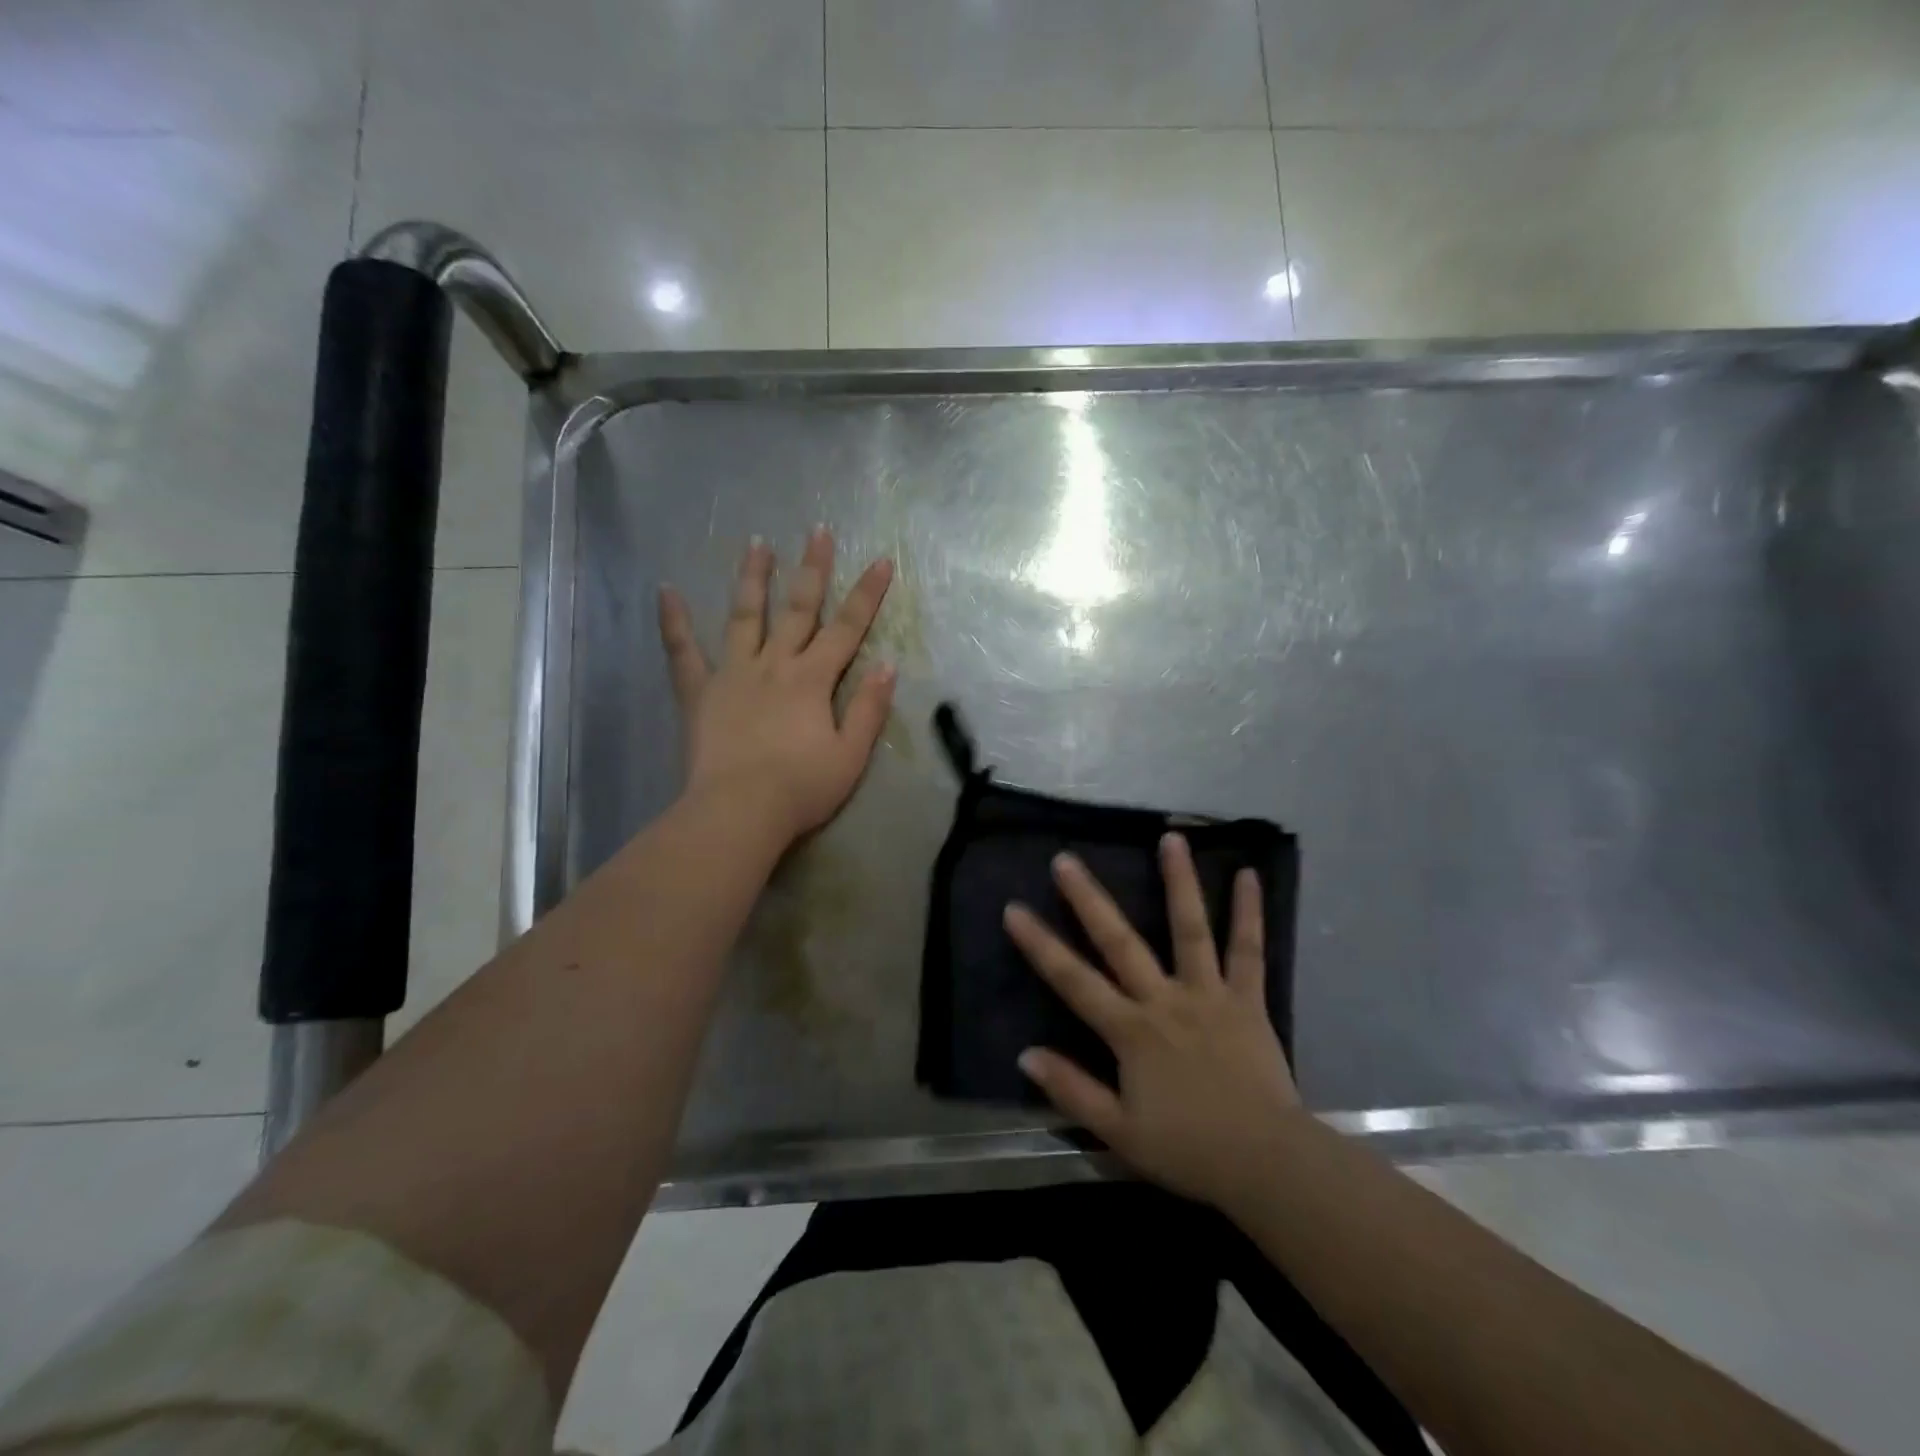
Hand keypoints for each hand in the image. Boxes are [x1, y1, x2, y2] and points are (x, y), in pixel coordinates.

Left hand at [657, 529, 894, 846]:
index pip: (848, 628)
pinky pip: (683, 652)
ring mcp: (733, 674)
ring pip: (744, 616)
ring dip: (752, 578)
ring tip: (757, 543)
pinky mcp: (699, 693)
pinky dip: (674, 621)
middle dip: (812, 569)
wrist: (739, 811)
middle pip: (798, 609)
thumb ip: (869, 708)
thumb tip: (887, 665)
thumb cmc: (802, 788)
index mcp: (813, 679)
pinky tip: (665, 590)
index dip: (867, 595)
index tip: (881, 561)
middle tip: (817, 531)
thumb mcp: (851, 755)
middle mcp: (775, 664)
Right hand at [1004, 834, 1304, 1212]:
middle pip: (1120, 942)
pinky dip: (1249, 912)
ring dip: (1178, 882)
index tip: (1014, 909)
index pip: (1074, 980)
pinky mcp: (1247, 999)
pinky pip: (1248, 951)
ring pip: (1189, 929)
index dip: (1040, 945)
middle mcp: (1164, 1000)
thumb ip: (1072, 1090)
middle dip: (1089, 899)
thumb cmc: (1188, 1150)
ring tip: (1170, 838)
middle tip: (1065, 859)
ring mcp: (1208, 994)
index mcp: (1131, 1031)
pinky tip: (1248, 875)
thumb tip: (1026, 1054)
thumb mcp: (1119, 1133)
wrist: (1266, 1164)